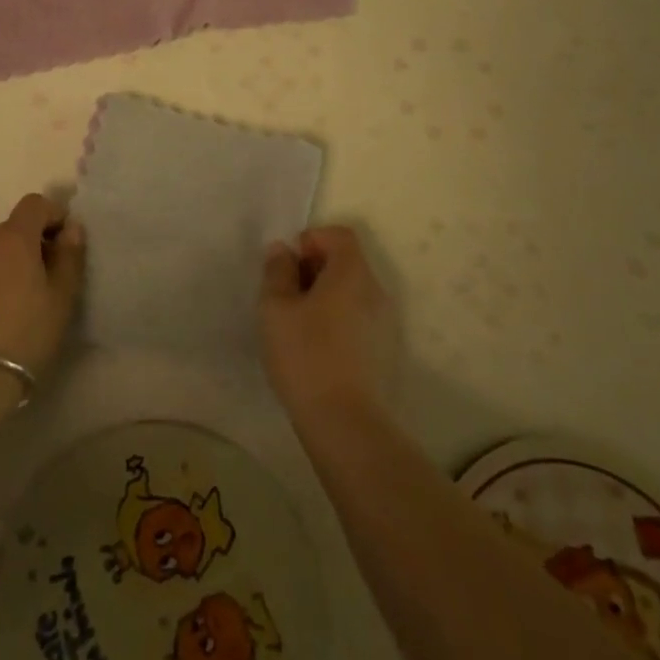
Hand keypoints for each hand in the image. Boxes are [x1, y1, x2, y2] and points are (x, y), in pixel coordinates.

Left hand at [0, 193, 84, 381]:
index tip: (58, 244)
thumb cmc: (23, 338)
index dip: (50, 217)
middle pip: (5, 233)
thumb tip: (71, 227)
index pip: (35, 204)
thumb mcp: (61, 300)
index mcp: (13, 238)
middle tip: (29, 287)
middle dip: (20, 250)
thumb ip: (70, 256)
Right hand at [260, 225, 396, 424]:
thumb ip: (277, 270)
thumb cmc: (306, 354)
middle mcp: (375, 291)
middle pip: (346, 262)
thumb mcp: (275, 307)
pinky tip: (313, 348)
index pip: (340, 235)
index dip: (312, 239)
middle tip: (284, 294)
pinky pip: (356, 318)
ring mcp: (384, 324)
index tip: (288, 264)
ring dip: (323, 296)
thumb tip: (283, 250)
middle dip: (313, 268)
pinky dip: (335, 320)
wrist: (345, 423)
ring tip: (294, 323)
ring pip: (350, 292)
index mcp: (353, 273)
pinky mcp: (382, 352)